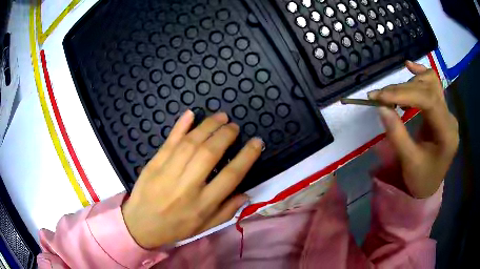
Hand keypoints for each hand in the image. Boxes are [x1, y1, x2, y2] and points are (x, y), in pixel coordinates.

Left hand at [122, 111, 262, 248]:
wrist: (141, 225)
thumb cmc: (175, 227)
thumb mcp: (204, 227)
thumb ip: (226, 211)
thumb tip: (246, 193)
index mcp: (203, 204)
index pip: (230, 176)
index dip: (247, 156)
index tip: (257, 142)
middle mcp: (187, 186)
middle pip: (209, 153)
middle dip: (226, 135)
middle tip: (234, 126)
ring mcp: (168, 173)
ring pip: (190, 143)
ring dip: (208, 126)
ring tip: (221, 117)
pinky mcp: (153, 164)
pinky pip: (169, 142)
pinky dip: (180, 126)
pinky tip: (191, 114)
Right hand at [368, 61, 458, 197]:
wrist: (430, 186)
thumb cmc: (421, 180)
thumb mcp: (409, 162)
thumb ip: (397, 134)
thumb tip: (381, 107)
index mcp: (447, 134)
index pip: (429, 101)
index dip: (404, 94)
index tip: (380, 96)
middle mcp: (450, 118)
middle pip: (428, 90)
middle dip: (402, 89)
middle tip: (378, 96)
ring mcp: (447, 112)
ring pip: (431, 83)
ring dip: (410, 82)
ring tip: (391, 92)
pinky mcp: (441, 111)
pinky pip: (433, 86)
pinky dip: (420, 75)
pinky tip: (409, 67)